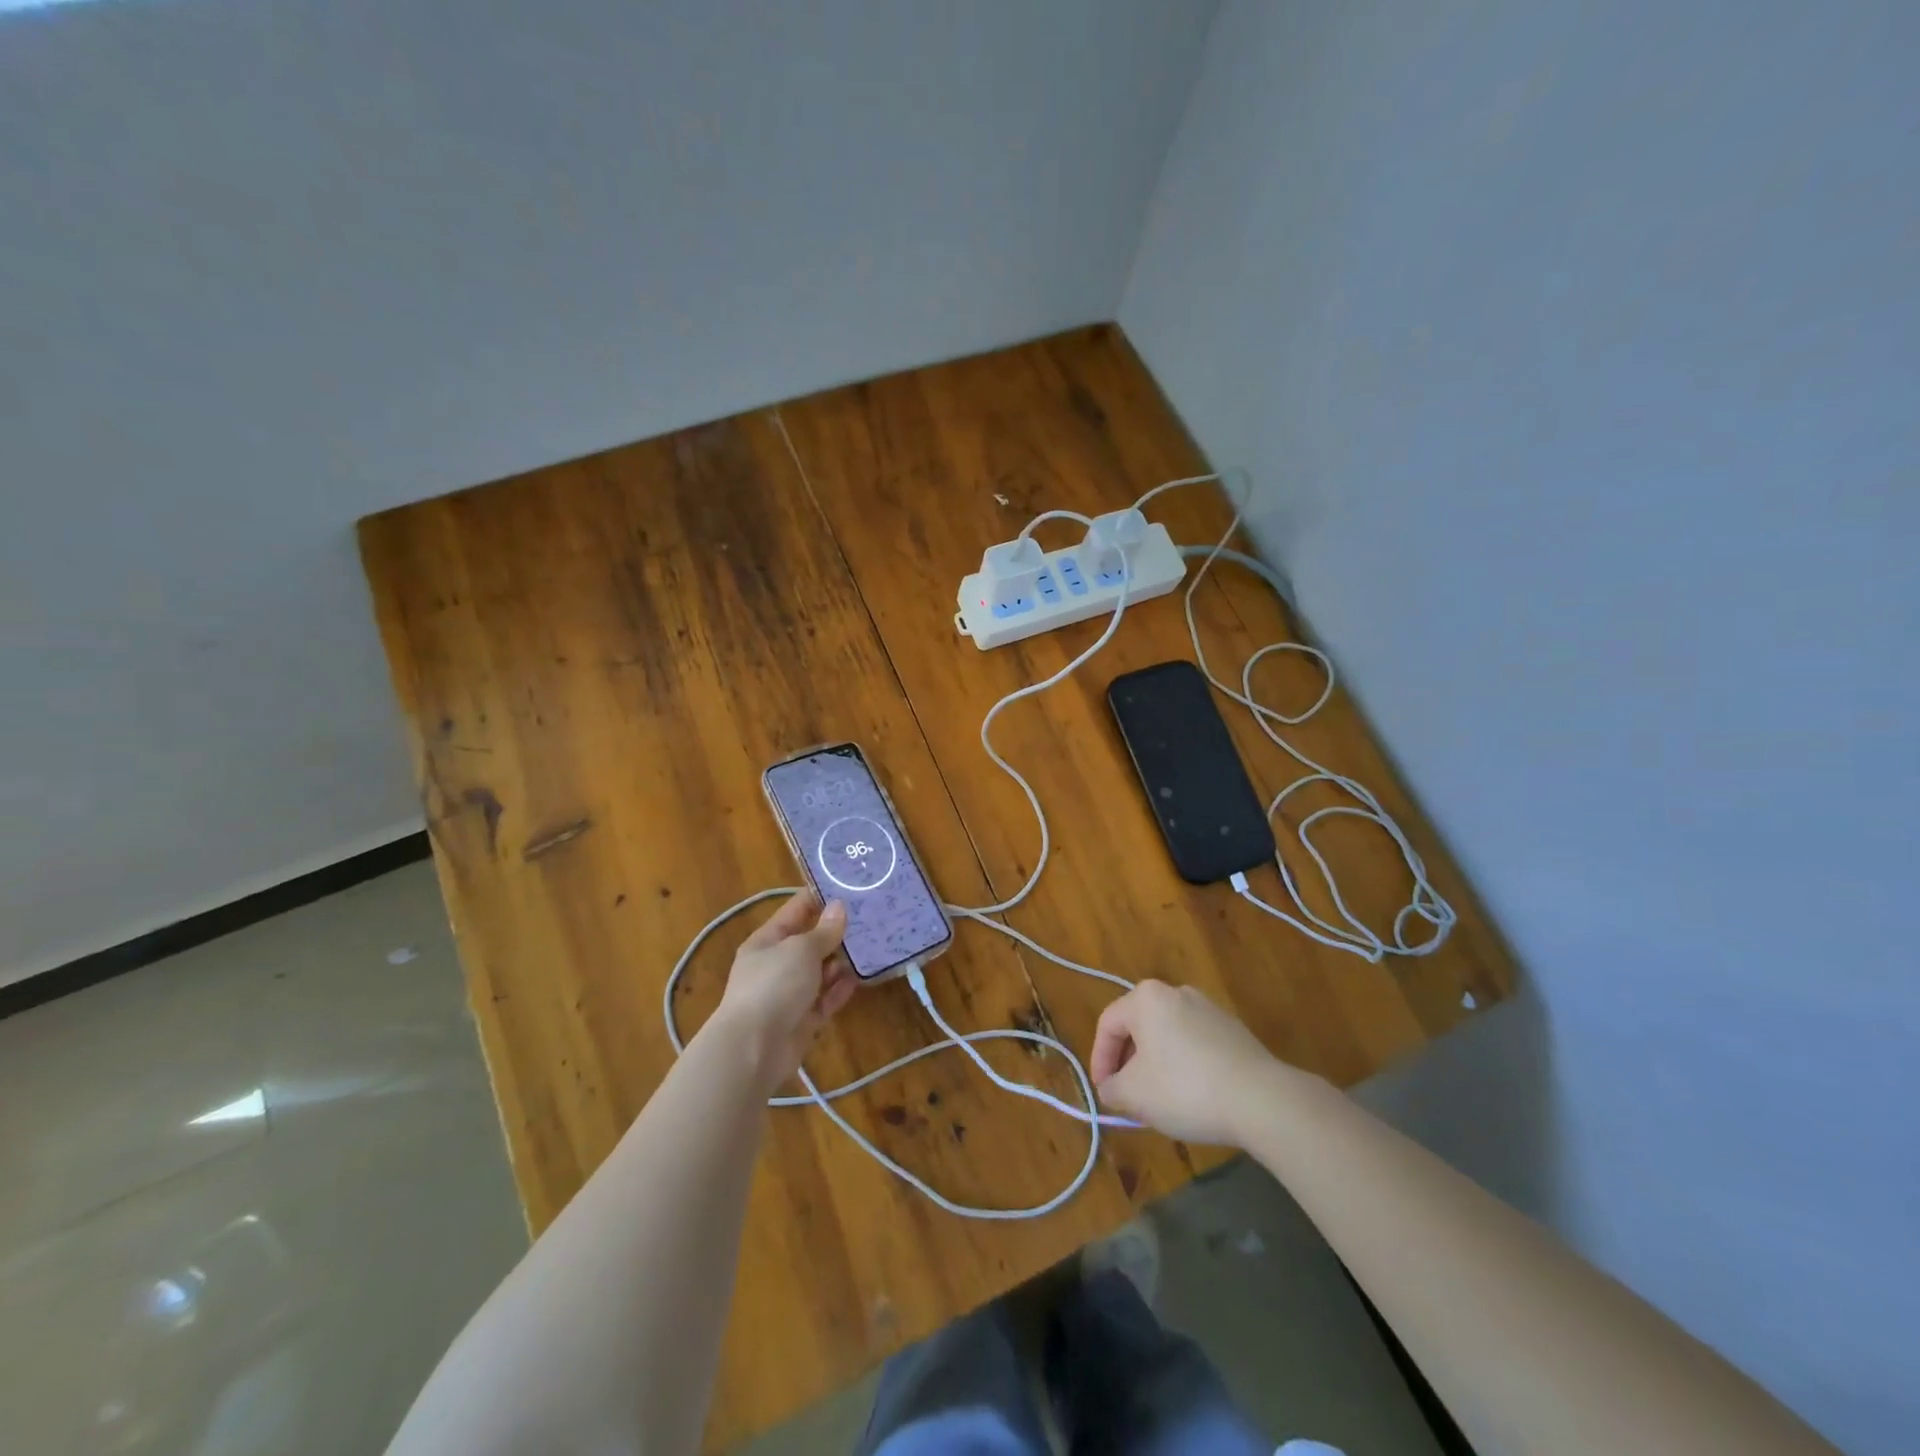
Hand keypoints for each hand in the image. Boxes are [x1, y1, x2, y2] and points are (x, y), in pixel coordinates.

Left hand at [710, 891, 857, 1090]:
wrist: (754, 1049)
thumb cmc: (773, 986)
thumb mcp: (801, 950)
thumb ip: (823, 931)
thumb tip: (839, 907)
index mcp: (767, 941)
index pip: (795, 910)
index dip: (819, 897)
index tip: (848, 886)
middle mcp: (777, 964)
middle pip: (810, 942)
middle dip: (836, 932)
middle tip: (871, 917)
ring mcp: (789, 994)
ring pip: (820, 972)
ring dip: (841, 962)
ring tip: (872, 946)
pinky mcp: (802, 1020)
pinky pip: (825, 999)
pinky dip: (840, 990)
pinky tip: (860, 979)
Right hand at [1090, 980, 1284, 1145]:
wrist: (1261, 1099)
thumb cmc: (1185, 1089)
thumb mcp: (1134, 1095)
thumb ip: (1111, 1088)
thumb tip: (1111, 1088)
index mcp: (1146, 998)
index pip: (1108, 1024)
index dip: (1099, 1060)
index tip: (1103, 1092)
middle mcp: (1176, 992)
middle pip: (1139, 1026)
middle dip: (1128, 1063)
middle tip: (1128, 1096)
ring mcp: (1208, 1008)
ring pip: (1167, 1035)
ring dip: (1156, 1064)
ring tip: (1159, 1100)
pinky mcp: (1233, 1029)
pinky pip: (1194, 1043)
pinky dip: (1184, 1065)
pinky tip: (1192, 1096)